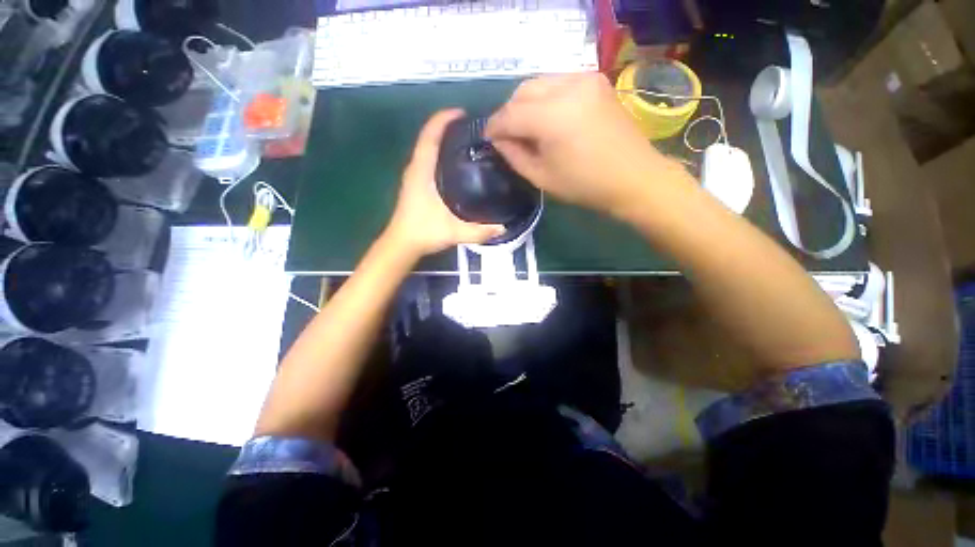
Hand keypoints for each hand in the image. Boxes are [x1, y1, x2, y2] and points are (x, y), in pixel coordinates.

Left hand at [383, 109, 504, 258]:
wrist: (401, 244)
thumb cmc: (423, 233)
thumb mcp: (453, 232)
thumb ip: (478, 231)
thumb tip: (503, 227)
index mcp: (422, 171)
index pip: (429, 136)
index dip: (442, 120)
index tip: (462, 113)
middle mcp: (415, 168)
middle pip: (428, 138)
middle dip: (447, 127)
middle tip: (472, 129)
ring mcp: (414, 176)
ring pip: (427, 149)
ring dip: (443, 140)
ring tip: (467, 143)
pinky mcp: (415, 184)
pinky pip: (427, 160)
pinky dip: (440, 153)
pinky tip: (456, 164)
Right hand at [486, 73, 686, 218]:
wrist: (633, 177)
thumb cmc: (584, 185)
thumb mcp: (541, 177)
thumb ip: (514, 155)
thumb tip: (499, 140)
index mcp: (551, 117)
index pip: (509, 114)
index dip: (494, 127)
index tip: (487, 139)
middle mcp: (566, 87)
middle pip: (522, 91)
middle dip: (509, 113)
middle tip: (508, 135)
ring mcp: (584, 79)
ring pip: (539, 83)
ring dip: (526, 103)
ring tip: (527, 127)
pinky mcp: (596, 80)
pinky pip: (558, 82)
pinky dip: (545, 98)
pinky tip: (548, 117)